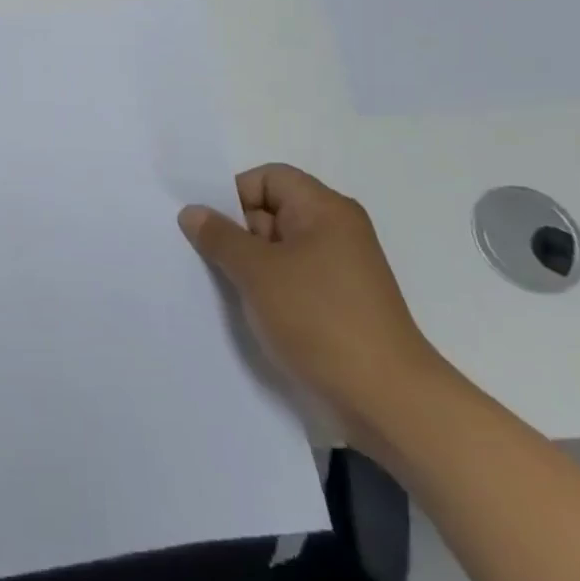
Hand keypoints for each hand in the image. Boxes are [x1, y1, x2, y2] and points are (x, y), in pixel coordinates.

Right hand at [178, 164, 449, 445]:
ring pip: (278, 250)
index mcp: (324, 210)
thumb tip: (192, 212)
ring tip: (223, 287)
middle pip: (271, 212)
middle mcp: (335, 231)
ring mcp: (339, 270)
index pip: (268, 178)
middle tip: (206, 259)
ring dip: (248, 266)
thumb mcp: (258, 272)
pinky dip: (267, 289)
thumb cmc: (321, 320)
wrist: (387, 401)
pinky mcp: (338, 304)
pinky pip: (291, 279)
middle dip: (236, 232)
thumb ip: (219, 236)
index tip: (209, 228)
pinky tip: (247, 310)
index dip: (234, 195)